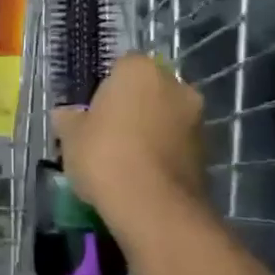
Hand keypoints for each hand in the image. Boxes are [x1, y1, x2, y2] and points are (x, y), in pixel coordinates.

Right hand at [52, 53, 208, 231]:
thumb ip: (68, 119)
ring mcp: (196, 119)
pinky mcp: (208, 151)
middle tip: (108, 134)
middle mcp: (175, 85)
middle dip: (133, 107)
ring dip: (151, 131)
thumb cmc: (105, 156)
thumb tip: (66, 115)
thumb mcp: (70, 137)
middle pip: (148, 90)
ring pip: (166, 118)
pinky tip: (143, 176)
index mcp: (140, 70)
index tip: (92, 112)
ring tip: (126, 160)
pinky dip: (163, 154)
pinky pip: (177, 144)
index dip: (105, 89)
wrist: (153, 207)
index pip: (121, 67)